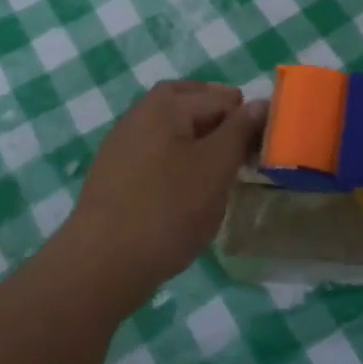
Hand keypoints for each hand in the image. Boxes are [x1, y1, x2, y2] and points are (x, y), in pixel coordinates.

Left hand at [61, 81, 267, 309]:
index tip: (258, 156)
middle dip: (219, 122)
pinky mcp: (115, 172)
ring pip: (173, 128)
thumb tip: (260, 103)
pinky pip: (156, 152)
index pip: (224, 98)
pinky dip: (177, 160)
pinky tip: (185, 192)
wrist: (102, 264)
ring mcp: (123, 143)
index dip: (247, 123)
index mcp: (166, 104)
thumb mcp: (216, 167)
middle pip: (192, 103)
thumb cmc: (168, 210)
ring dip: (199, 141)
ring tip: (216, 175)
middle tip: (239, 156)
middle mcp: (140, 113)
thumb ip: (240, 131)